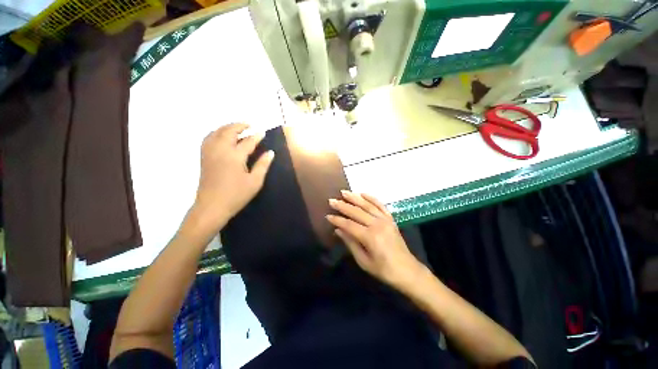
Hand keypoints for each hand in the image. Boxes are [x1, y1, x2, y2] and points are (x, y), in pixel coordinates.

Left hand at [190, 123, 273, 234]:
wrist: (212, 206)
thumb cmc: (236, 195)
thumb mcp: (255, 181)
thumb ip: (263, 165)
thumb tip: (271, 152)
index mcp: (235, 156)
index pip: (247, 141)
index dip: (256, 136)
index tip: (262, 132)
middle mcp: (220, 150)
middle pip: (229, 131)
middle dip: (239, 125)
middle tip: (249, 125)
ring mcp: (209, 153)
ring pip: (216, 132)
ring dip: (227, 127)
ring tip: (236, 128)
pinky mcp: (204, 158)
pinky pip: (208, 138)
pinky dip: (215, 133)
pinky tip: (221, 136)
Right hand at [326, 191, 425, 289]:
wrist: (407, 271)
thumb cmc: (384, 270)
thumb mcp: (364, 261)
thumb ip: (350, 243)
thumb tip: (338, 230)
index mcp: (370, 237)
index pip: (349, 224)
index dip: (337, 220)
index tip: (327, 216)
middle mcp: (377, 224)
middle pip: (356, 212)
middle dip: (343, 205)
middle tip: (331, 200)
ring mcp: (385, 220)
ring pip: (367, 205)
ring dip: (355, 198)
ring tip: (344, 192)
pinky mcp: (391, 219)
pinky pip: (380, 205)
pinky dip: (371, 198)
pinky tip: (363, 193)